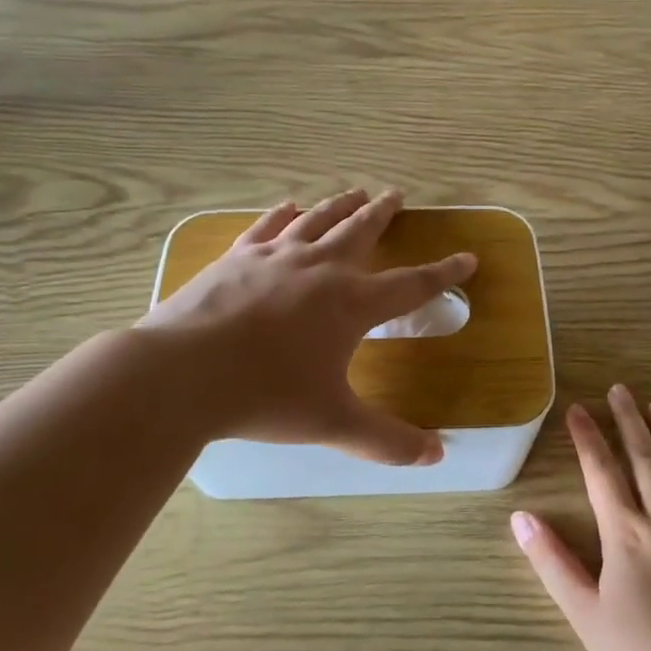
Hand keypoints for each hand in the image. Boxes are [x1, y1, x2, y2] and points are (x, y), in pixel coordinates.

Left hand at [137, 188, 475, 465]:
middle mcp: (320, 268)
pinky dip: (284, 214)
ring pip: (317, 220)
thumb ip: (386, 440)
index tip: (467, 257)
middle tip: (396, 195)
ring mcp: (275, 257)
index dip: (444, 272)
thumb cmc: (265, 396)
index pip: (411, 284)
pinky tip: (289, 207)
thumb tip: (435, 456)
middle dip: (383, 214)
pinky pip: (268, 226)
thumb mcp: (332, 422)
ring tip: (355, 193)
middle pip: (361, 231)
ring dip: (340, 205)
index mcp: (351, 303)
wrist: (182, 373)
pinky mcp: (237, 257)